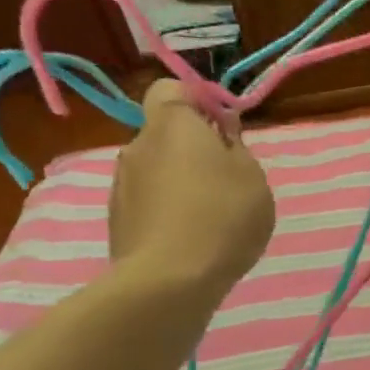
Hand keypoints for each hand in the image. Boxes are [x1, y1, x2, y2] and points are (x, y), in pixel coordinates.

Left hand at [108, 78, 276, 297]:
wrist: (170, 280)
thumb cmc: (223, 216)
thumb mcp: (252, 176)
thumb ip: (235, 145)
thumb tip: (220, 127)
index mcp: (172, 125)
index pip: (172, 89)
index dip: (198, 101)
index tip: (225, 128)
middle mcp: (138, 146)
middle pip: (165, 134)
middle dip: (192, 148)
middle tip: (228, 177)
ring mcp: (122, 184)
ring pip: (157, 169)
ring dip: (180, 181)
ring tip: (211, 215)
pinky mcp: (117, 219)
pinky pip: (149, 201)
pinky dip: (168, 209)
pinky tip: (192, 237)